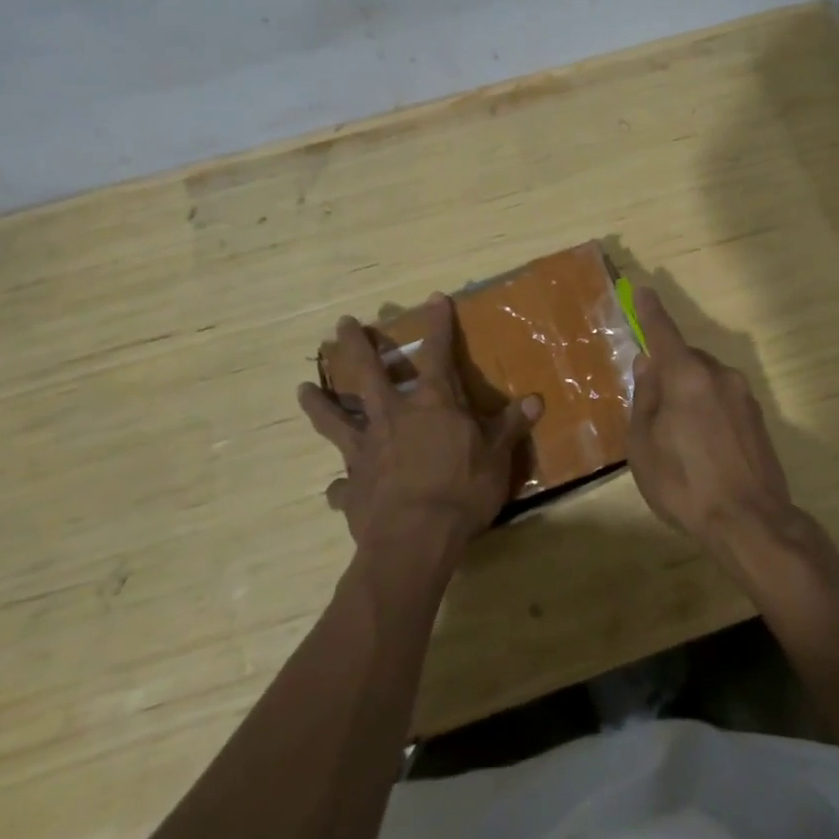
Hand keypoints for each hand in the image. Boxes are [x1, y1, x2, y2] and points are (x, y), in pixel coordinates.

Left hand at [298, 294, 541, 557]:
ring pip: (335, 419)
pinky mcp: (351, 487)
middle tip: (341, 324)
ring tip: (302, 389)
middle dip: (355, 346)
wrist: (415, 540)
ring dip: (319, 403)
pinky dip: (339, 486)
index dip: (438, 324)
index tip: (434, 298)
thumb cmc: (462, 491)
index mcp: (431, 404)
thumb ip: (510, 426)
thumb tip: (536, 399)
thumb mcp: (497, 457)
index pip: (437, 353)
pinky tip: (335, 489)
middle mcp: (392, 417)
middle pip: (367, 373)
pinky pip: (340, 484)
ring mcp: (365, 450)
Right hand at [624, 285, 795, 560]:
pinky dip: (708, 410)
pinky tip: (703, 447)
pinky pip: (723, 400)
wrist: (750, 522)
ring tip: (678, 437)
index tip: (644, 291)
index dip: (651, 312)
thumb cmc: (684, 483)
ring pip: (706, 381)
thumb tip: (647, 365)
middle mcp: (719, 375)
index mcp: (686, 376)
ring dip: (690, 394)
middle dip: (668, 372)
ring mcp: (743, 396)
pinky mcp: (758, 418)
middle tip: (652, 406)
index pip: (663, 333)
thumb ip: (645, 398)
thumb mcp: (644, 444)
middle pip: (686, 360)